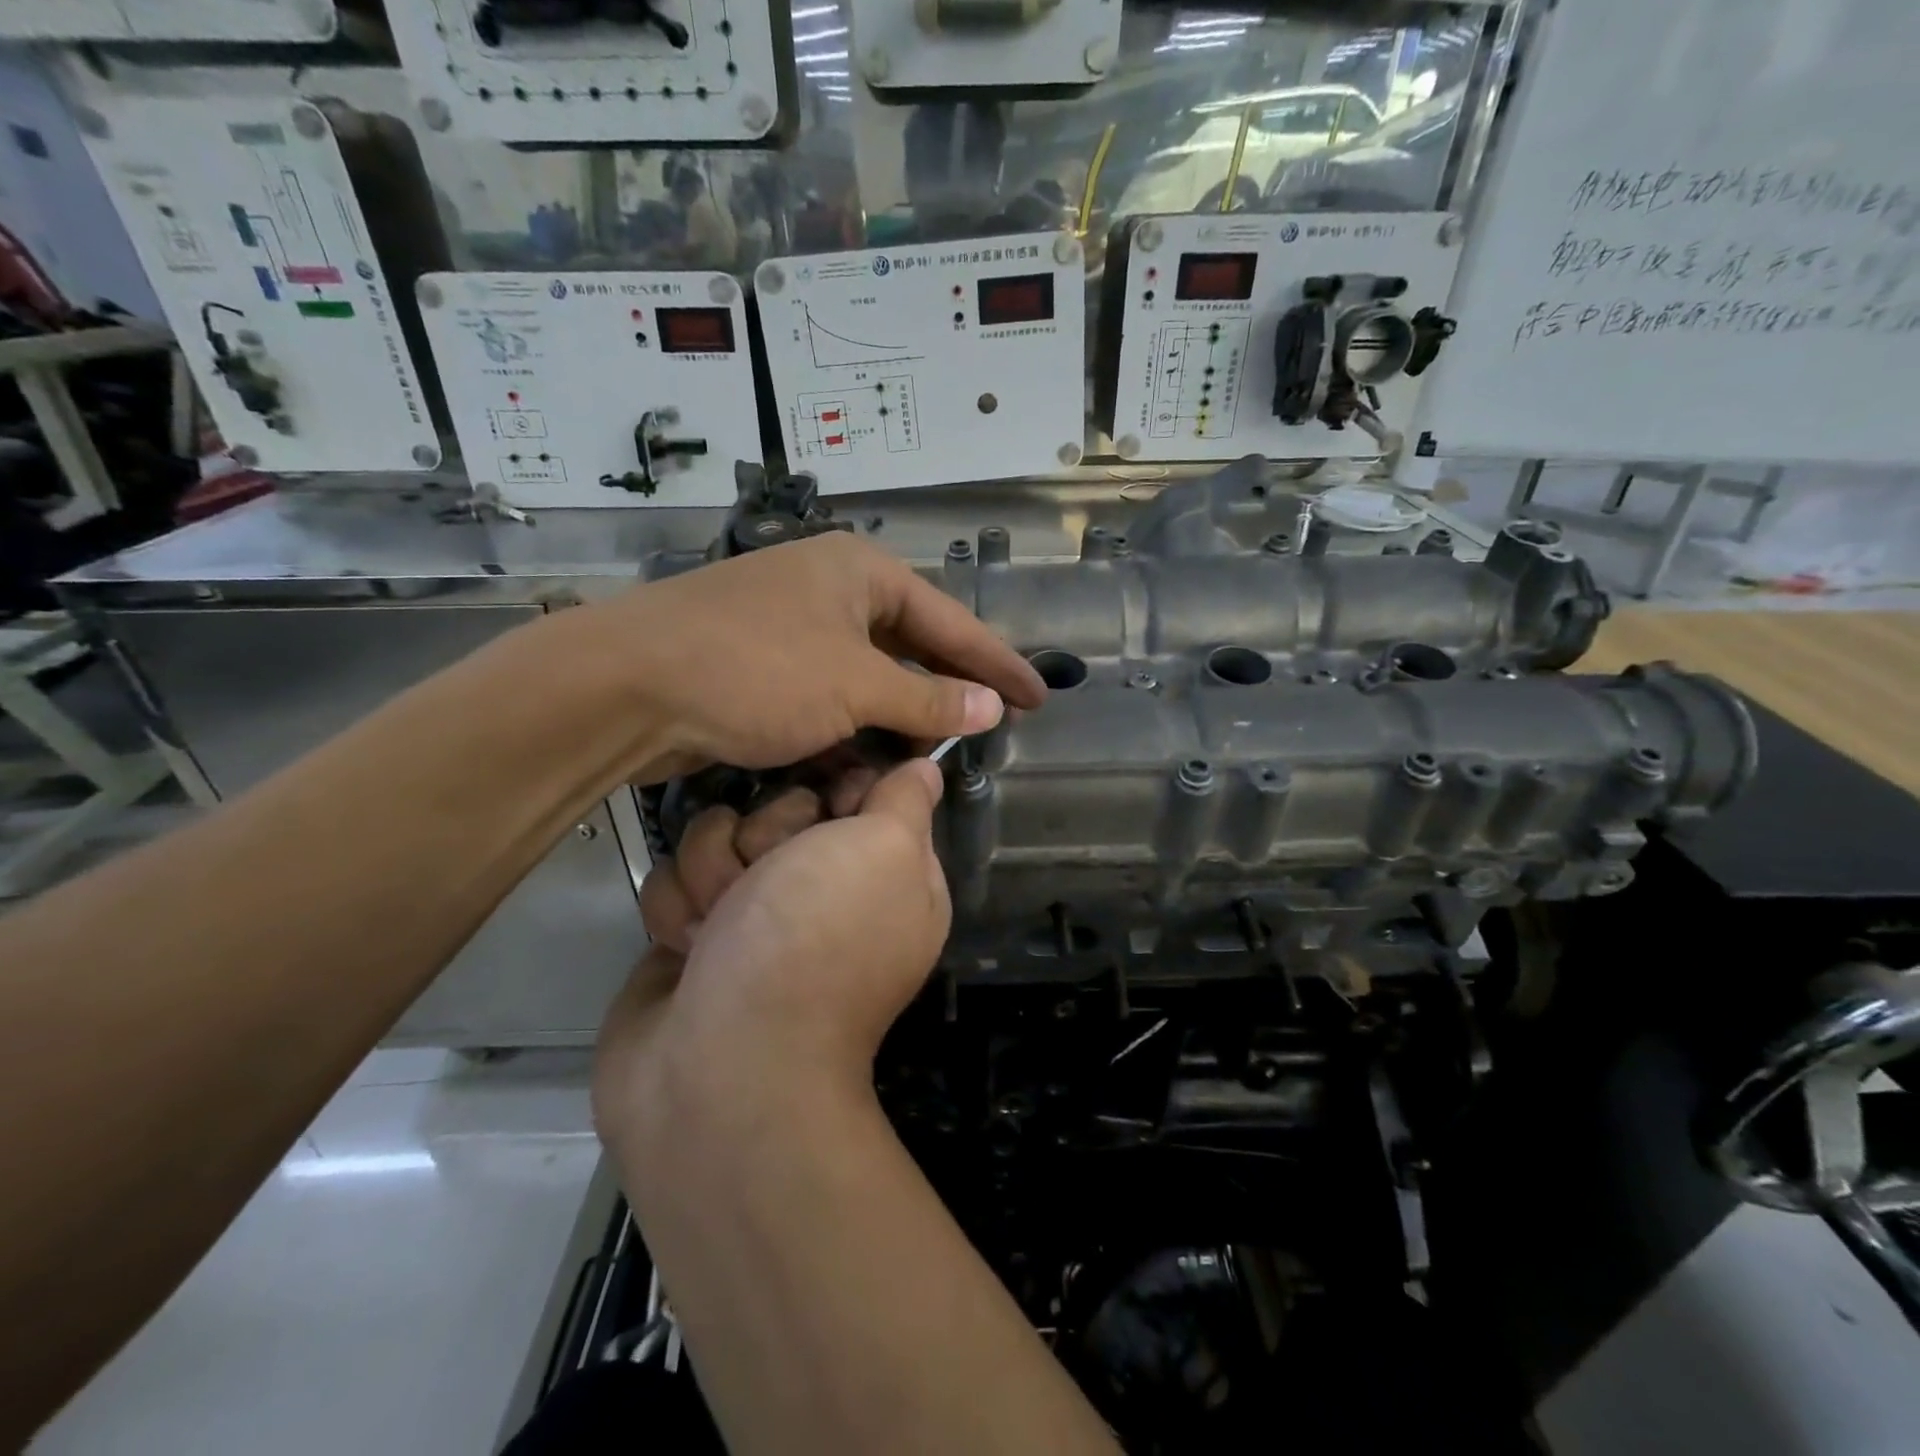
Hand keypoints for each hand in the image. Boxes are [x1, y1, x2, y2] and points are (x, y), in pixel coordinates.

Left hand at [557, 534, 1044, 781]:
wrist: (626, 687)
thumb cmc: (755, 671)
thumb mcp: (855, 686)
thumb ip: (928, 697)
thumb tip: (993, 707)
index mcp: (860, 572)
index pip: (951, 622)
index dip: (999, 665)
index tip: (1040, 698)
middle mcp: (829, 589)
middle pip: (909, 646)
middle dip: (944, 691)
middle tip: (988, 728)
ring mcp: (791, 627)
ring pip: (866, 678)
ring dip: (895, 717)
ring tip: (932, 752)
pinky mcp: (761, 666)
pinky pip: (828, 696)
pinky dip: (850, 727)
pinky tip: (869, 758)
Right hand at [594, 762, 949, 1151]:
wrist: (722, 1065)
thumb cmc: (817, 940)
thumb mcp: (887, 851)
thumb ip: (906, 802)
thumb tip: (925, 771)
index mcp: (889, 873)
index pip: (862, 790)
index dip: (838, 788)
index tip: (827, 805)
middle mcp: (826, 890)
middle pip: (781, 807)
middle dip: (766, 834)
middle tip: (770, 880)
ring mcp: (757, 913)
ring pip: (718, 836)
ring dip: (713, 874)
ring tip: (721, 928)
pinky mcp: (696, 934)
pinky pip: (675, 880)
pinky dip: (677, 913)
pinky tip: (688, 951)